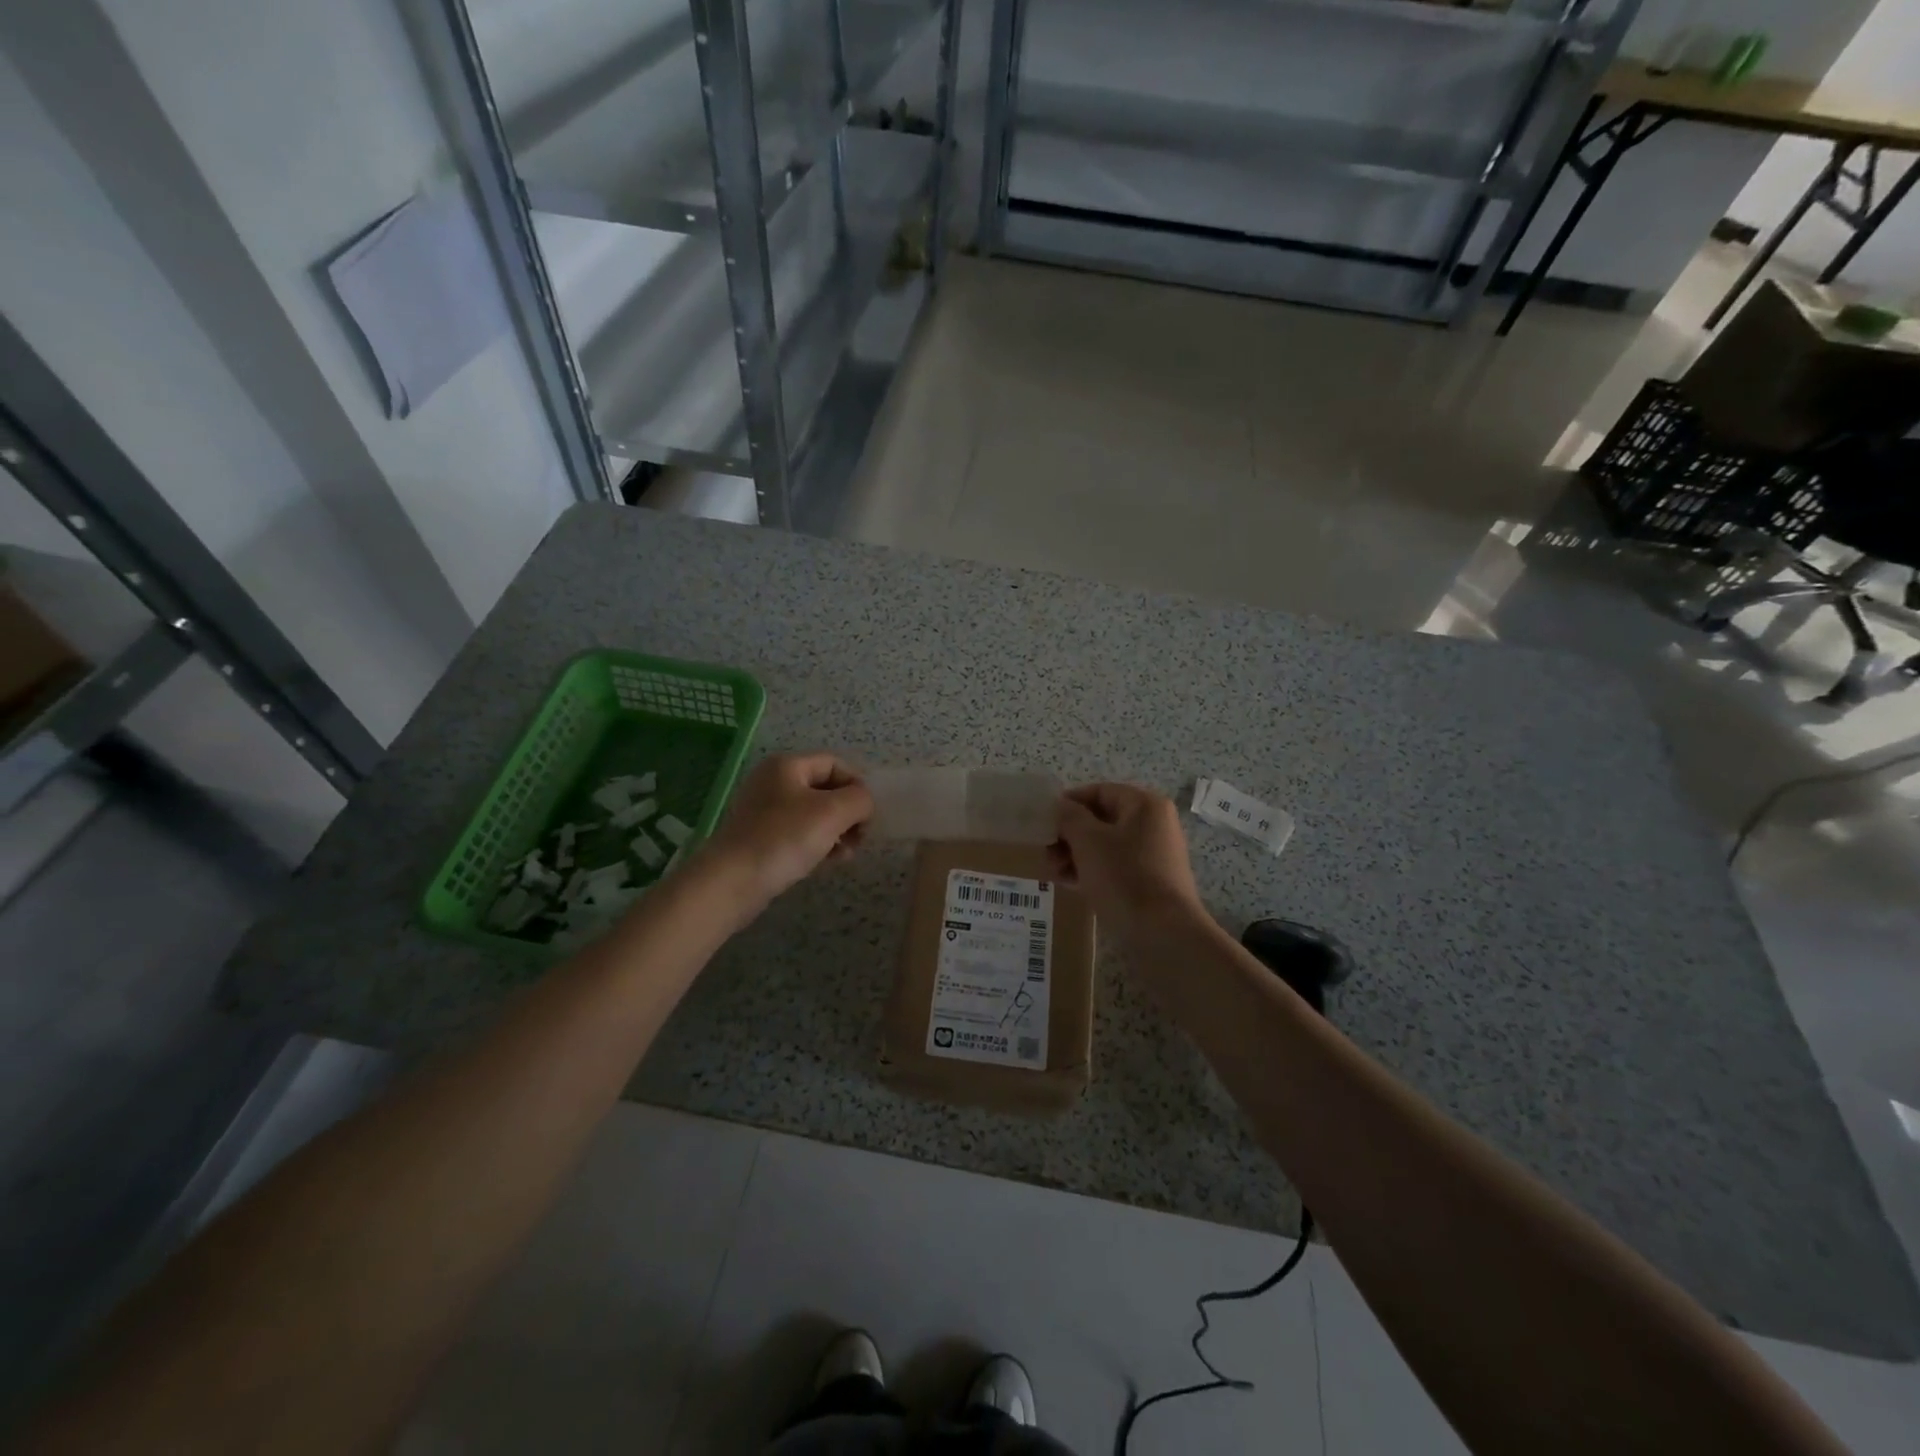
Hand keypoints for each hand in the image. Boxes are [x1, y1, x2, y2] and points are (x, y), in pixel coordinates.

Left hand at [696, 753, 872, 914]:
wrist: (731, 881)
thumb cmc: (784, 838)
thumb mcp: (833, 812)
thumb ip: (860, 799)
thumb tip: (864, 803)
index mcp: (787, 766)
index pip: (835, 764)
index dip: (858, 785)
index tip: (869, 815)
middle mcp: (773, 782)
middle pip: (825, 789)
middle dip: (848, 812)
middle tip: (860, 838)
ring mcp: (764, 811)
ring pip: (814, 814)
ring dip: (837, 831)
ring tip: (846, 855)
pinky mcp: (760, 838)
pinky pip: (799, 834)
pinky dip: (818, 843)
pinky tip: (828, 862)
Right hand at [1048, 783, 1202, 933]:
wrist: (1165, 933)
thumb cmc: (1124, 877)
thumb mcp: (1088, 841)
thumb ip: (1069, 817)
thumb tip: (1061, 805)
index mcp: (1144, 805)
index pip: (1099, 791)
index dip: (1068, 803)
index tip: (1044, 822)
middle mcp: (1154, 824)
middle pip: (1102, 819)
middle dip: (1069, 835)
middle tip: (1046, 853)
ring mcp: (1155, 853)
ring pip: (1106, 845)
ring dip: (1076, 854)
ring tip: (1054, 873)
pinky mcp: (1152, 880)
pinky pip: (1116, 866)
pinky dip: (1093, 870)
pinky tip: (1071, 884)